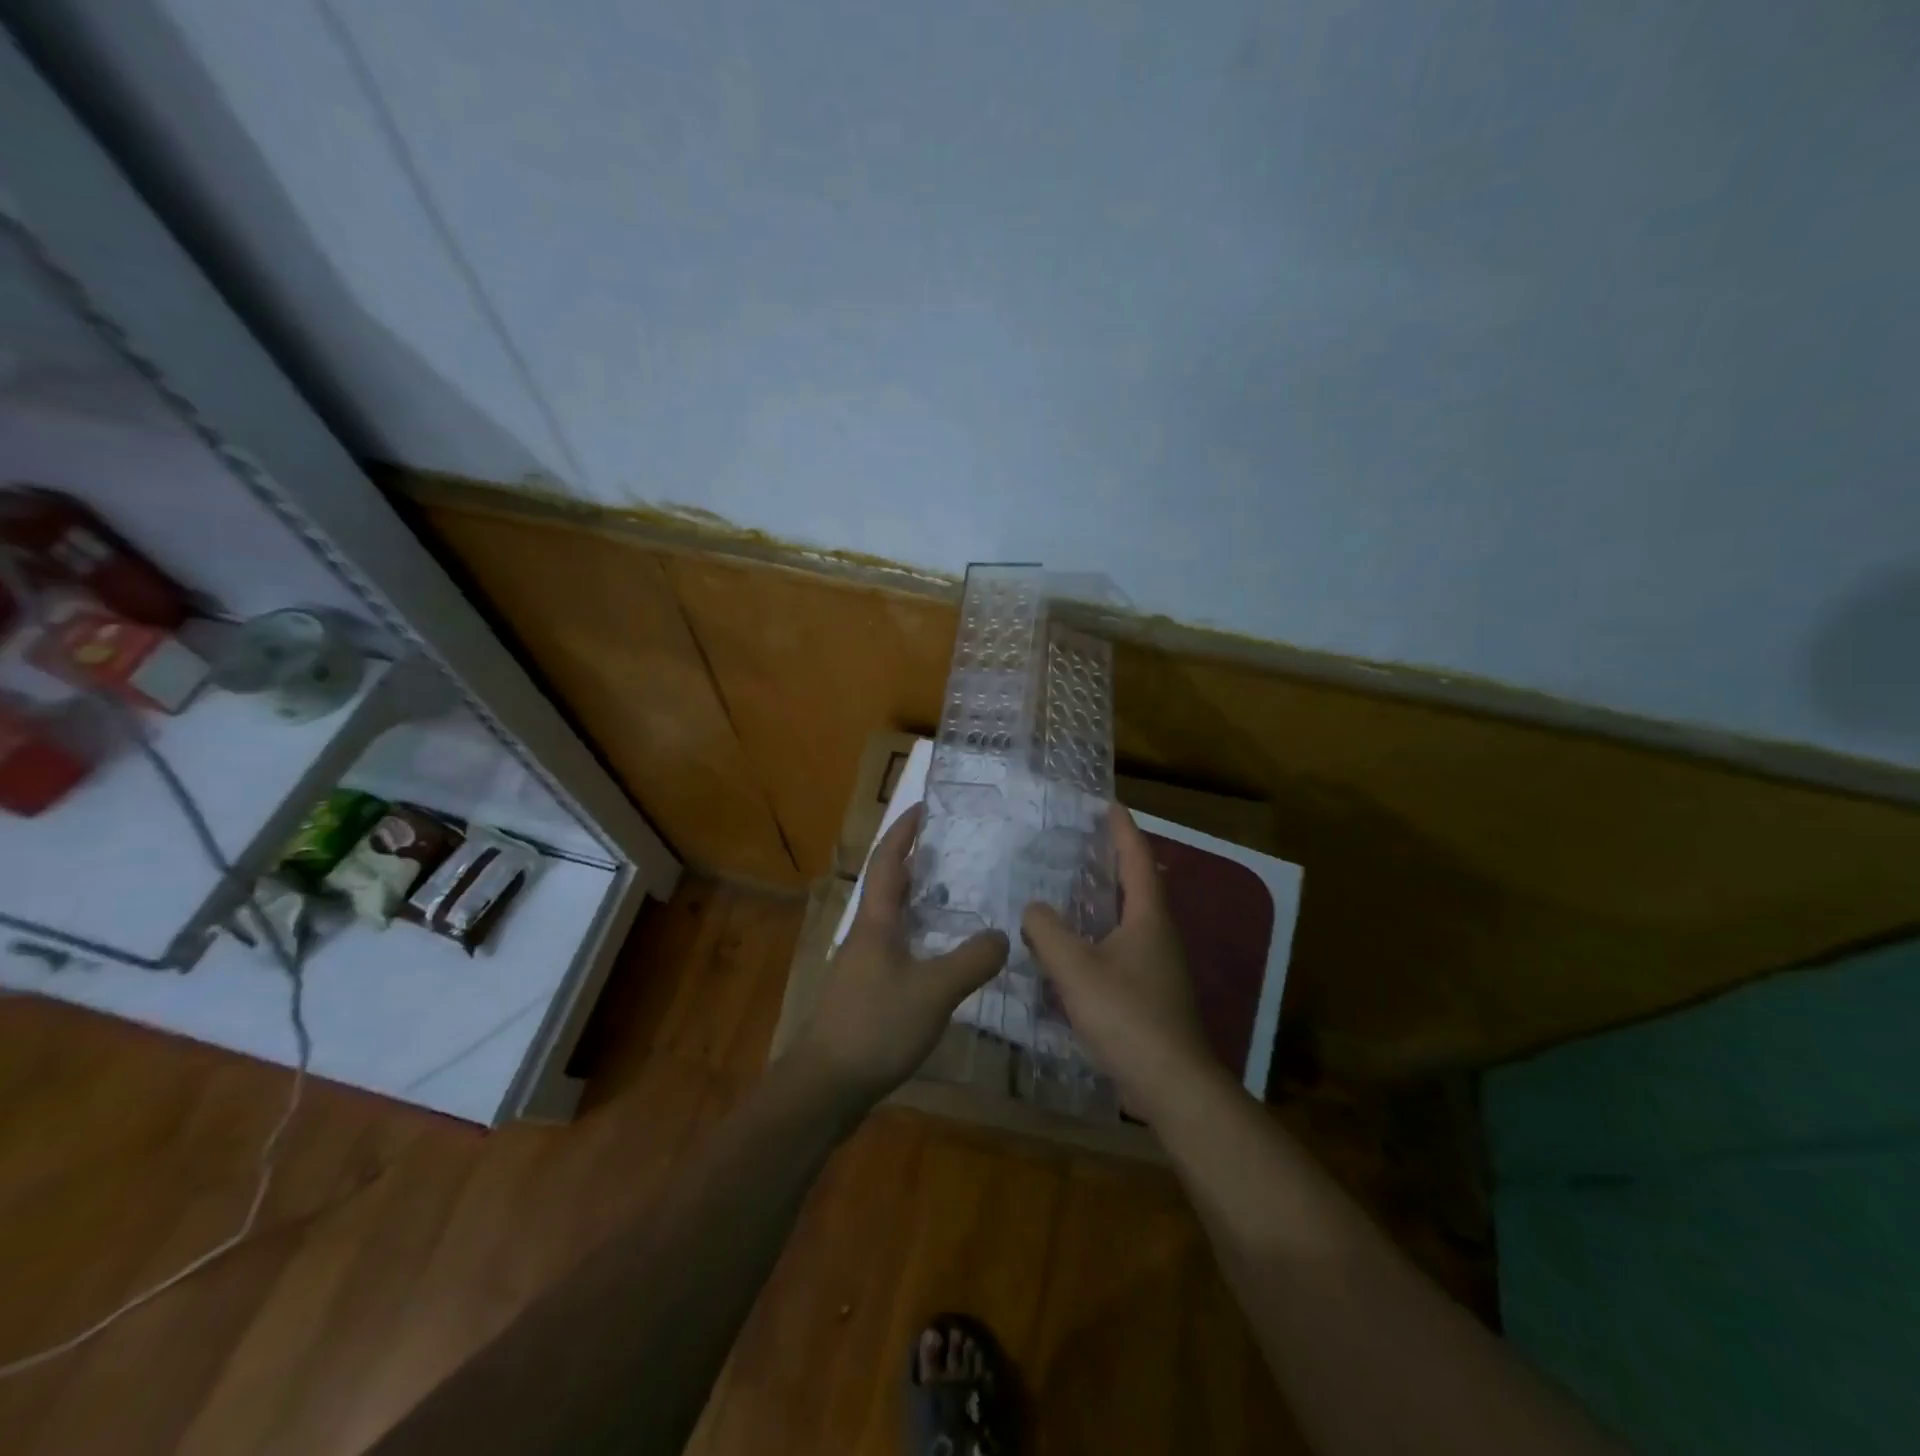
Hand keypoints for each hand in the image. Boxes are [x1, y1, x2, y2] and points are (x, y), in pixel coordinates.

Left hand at [787, 803, 1009, 1109]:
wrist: (825, 1085)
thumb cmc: (875, 1026)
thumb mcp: (933, 990)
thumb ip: (972, 960)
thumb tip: (1005, 935)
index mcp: (876, 921)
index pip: (887, 860)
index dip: (904, 830)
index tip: (924, 806)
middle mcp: (866, 934)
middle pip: (890, 885)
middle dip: (918, 861)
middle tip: (956, 849)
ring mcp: (863, 964)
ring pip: (895, 918)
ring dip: (921, 900)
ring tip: (959, 895)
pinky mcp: (866, 991)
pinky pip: (899, 948)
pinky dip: (922, 936)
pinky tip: (944, 955)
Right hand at [1021, 804, 1214, 1117]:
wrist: (1171, 1083)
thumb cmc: (1126, 1015)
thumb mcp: (1075, 968)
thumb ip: (1047, 932)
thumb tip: (1033, 908)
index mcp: (1147, 916)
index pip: (1136, 858)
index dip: (1122, 829)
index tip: (1108, 804)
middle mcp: (1159, 933)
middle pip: (1137, 884)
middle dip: (1113, 859)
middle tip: (1081, 842)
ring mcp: (1159, 964)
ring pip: (1130, 917)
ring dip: (1106, 898)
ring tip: (1071, 888)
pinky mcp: (1152, 991)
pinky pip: (1123, 946)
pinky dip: (1100, 933)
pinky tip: (1075, 947)